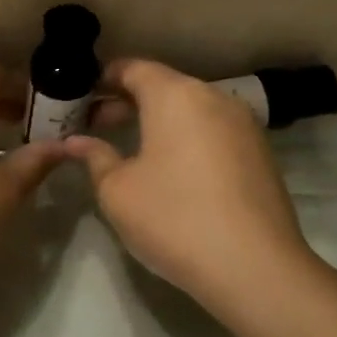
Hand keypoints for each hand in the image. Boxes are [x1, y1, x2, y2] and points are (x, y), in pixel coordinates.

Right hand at [66, 59, 312, 315]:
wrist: (255, 267)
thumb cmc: (173, 218)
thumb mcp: (117, 190)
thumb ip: (95, 156)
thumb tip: (76, 142)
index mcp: (175, 95)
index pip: (133, 68)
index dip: (103, 78)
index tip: (80, 97)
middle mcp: (213, 98)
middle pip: (163, 86)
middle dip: (127, 101)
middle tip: (96, 125)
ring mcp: (243, 125)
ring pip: (190, 109)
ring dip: (158, 120)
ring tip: (131, 148)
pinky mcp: (260, 153)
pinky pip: (212, 130)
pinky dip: (186, 137)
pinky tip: (170, 169)